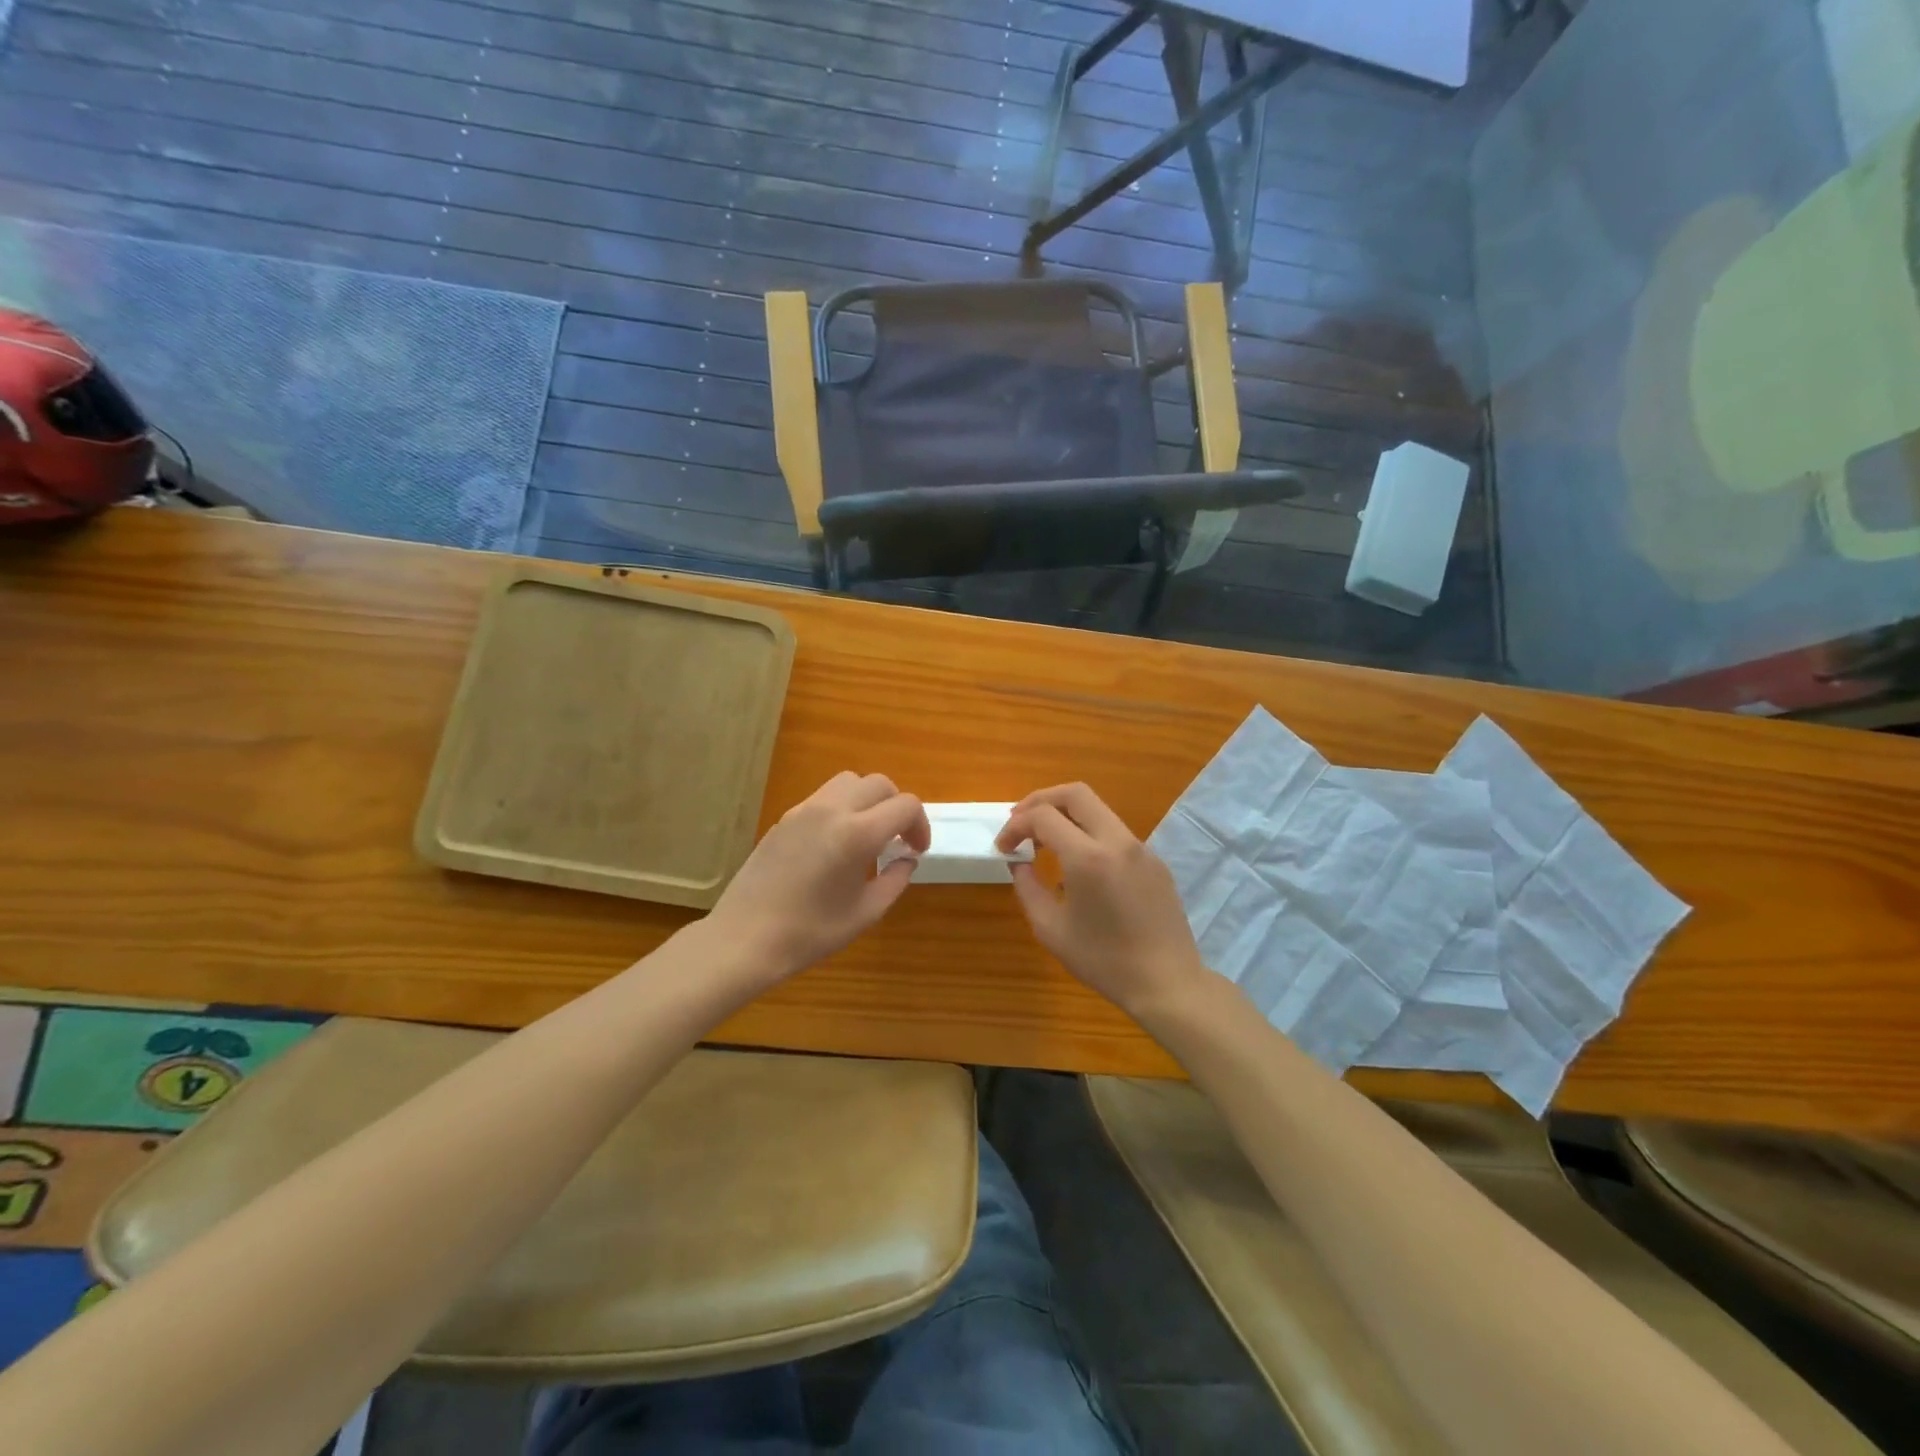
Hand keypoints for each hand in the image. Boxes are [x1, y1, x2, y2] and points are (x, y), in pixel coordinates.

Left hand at [704, 772, 929, 985]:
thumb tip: (906, 859)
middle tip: (897, 839)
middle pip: (879, 783)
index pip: (905, 806)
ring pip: (849, 782)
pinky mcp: (785, 818)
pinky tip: (836, 843)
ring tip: (867, 834)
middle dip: (897, 807)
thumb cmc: (810, 933)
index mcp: (857, 834)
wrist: (744, 938)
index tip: (916, 851)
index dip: (920, 825)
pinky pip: (824, 797)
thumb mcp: (866, 913)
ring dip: (868, 800)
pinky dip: (842, 808)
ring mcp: (804, 810)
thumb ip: (895, 880)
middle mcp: (832, 810)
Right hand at [997, 784, 1209, 1018]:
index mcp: (1089, 857)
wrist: (1166, 982)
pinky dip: (1088, 834)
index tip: (1003, 847)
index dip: (1016, 825)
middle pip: (1075, 793)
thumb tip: (1019, 862)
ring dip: (1066, 816)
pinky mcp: (1154, 861)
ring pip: (1098, 809)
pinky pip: (1114, 833)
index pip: (1043, 816)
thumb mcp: (1050, 929)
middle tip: (1020, 822)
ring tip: (1044, 842)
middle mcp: (1117, 841)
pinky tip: (1078, 866)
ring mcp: (1141, 848)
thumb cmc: (1103, 960)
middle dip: (1040, 800)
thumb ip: (1028, 887)